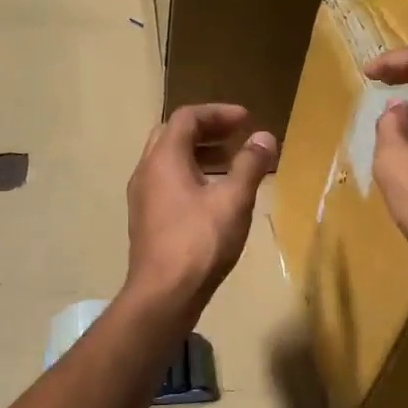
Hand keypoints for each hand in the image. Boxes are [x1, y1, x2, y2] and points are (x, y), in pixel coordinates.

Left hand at [124, 104, 277, 321]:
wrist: (162, 295)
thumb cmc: (199, 243)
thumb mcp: (233, 200)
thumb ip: (250, 165)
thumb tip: (265, 137)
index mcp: (164, 158)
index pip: (188, 117)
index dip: (218, 113)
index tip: (247, 120)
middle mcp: (146, 170)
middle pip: (174, 134)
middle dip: (207, 130)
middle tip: (237, 136)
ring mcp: (142, 196)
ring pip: (168, 160)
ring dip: (199, 153)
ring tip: (232, 163)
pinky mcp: (145, 218)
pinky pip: (167, 182)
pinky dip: (190, 175)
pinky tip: (214, 196)